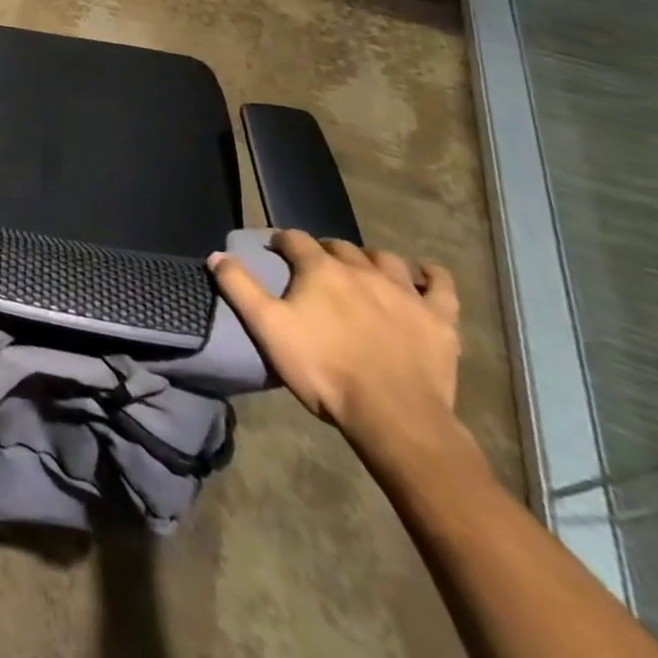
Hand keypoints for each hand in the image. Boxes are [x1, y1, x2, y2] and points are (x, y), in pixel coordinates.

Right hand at [210, 231, 461, 454]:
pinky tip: (423, 276)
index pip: (295, 239)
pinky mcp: (440, 319)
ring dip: (371, 259)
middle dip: (325, 251)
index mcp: (320, 269)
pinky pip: (440, 284)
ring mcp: (405, 293)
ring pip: (385, 258)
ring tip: (363, 272)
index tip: (276, 253)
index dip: (283, 242)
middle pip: (340, 246)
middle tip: (316, 269)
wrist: (395, 418)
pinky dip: (430, 275)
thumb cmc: (324, 370)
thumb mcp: (267, 329)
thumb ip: (239, 288)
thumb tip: (216, 255)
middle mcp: (362, 269)